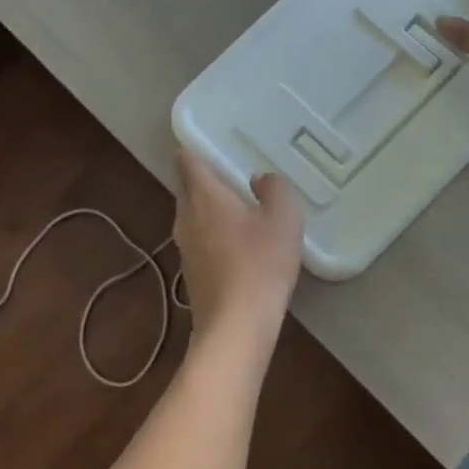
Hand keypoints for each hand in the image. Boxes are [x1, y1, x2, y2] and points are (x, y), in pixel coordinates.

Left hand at [174, 148, 302, 335]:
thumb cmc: (260, 264)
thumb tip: (258, 179)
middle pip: (187, 187)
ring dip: (209, 207)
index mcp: (204, 196)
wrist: (236, 326)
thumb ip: (275, 189)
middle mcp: (186, 217)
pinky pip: (199, 239)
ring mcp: (185, 247)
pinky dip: (213, 232)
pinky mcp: (192, 273)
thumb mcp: (284, 218)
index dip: (196, 148)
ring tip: (238, 205)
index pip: (188, 160)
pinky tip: (237, 242)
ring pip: (192, 215)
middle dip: (204, 177)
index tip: (213, 141)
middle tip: (233, 172)